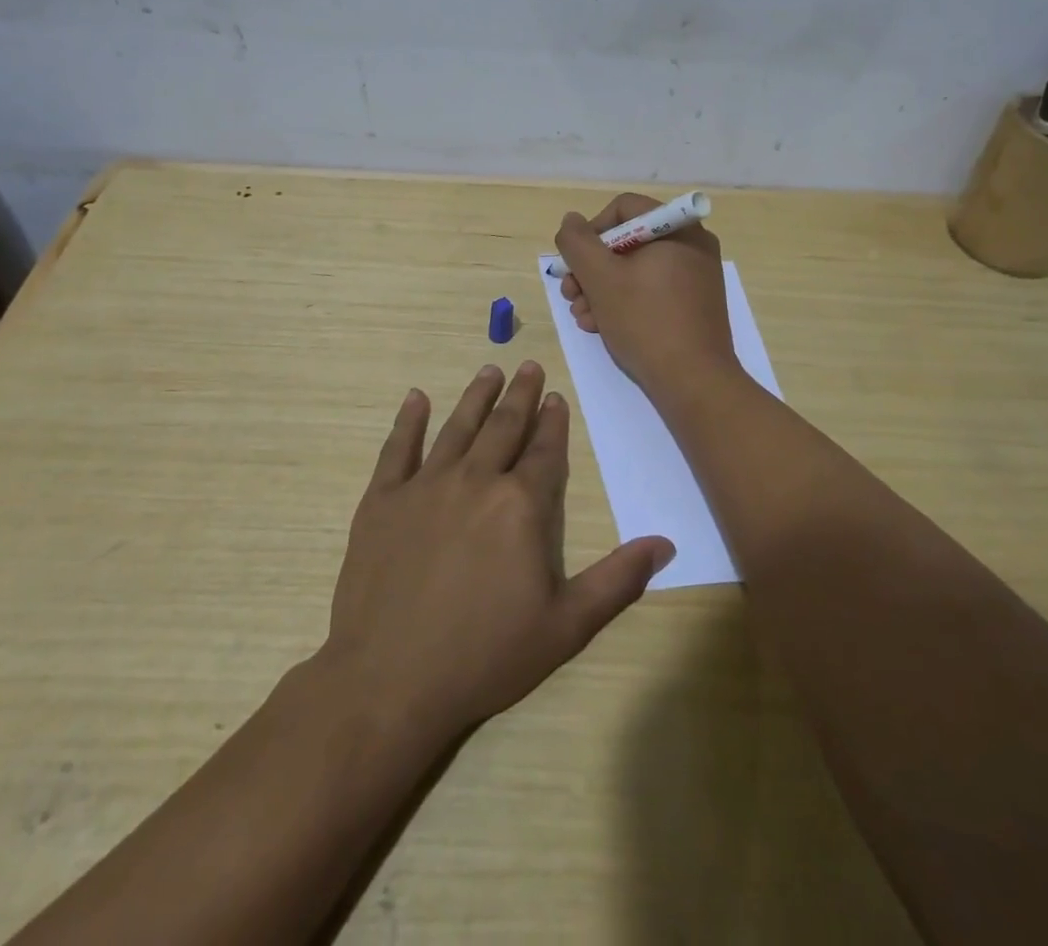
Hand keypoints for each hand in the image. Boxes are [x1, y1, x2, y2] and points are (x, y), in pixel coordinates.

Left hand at [323, 362, 674, 739]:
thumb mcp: (566, 627)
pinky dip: (408, 421)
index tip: (556, 397)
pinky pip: (397, 449)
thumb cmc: (485, 656)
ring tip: (489, 370)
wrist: (390, 682)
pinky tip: (416, 398)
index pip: (543, 451)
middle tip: (527, 366)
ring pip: (457, 427)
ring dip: (476, 397)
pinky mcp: (382, 501)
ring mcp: (424, 486)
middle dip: (519, 394)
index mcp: (520, 505)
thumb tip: (666, 543)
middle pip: (503, 426)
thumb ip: (618, 579)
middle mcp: (475, 480)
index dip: (552, 422)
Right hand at [554, 192, 738, 399]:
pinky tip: (602, 327)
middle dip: (592, 268)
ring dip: (601, 289)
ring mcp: (697, 276)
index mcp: (678, 228)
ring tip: (582, 317)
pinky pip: (653, 290)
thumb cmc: (645, 321)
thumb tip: (571, 221)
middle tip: (570, 294)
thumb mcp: (600, 278)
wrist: (694, 382)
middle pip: (628, 241)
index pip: (623, 208)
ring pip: (636, 269)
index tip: (574, 263)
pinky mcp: (695, 304)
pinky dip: (625, 302)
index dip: (591, 231)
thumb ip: (577, 243)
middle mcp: (692, 245)